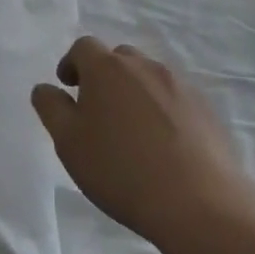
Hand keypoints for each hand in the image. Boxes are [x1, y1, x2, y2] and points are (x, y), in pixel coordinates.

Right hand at [31, 37, 254, 249]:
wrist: (200, 206)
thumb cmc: (121, 170)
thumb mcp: (68, 142)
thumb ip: (51, 107)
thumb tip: (46, 88)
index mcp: (106, 68)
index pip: (83, 47)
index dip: (72, 63)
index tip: (69, 87)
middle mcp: (144, 66)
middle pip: (119, 58)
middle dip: (105, 76)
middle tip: (99, 110)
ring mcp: (180, 86)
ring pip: (149, 77)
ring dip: (136, 92)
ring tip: (133, 130)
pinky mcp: (208, 110)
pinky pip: (176, 99)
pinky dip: (164, 111)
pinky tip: (165, 145)